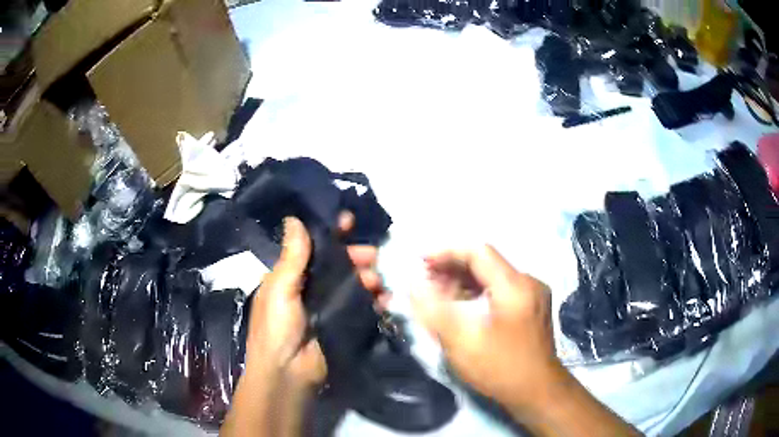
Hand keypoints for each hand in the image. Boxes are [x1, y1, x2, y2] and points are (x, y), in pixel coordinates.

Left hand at [244, 212, 387, 390]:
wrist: (288, 374)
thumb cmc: (277, 328)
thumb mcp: (280, 288)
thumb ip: (292, 256)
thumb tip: (293, 218)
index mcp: (289, 277)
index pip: (312, 248)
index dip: (329, 234)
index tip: (349, 221)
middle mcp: (309, 289)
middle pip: (337, 265)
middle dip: (356, 257)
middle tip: (374, 256)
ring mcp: (327, 308)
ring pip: (352, 284)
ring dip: (368, 279)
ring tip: (379, 283)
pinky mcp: (342, 325)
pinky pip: (361, 306)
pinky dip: (374, 301)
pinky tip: (385, 300)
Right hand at [412, 245, 562, 416]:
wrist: (538, 392)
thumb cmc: (501, 368)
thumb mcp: (462, 342)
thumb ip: (435, 311)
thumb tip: (414, 286)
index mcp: (515, 286)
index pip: (478, 252)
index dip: (447, 252)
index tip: (421, 262)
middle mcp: (528, 282)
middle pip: (487, 262)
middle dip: (453, 267)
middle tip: (426, 279)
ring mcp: (534, 294)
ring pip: (494, 276)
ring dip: (465, 280)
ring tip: (438, 291)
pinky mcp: (533, 307)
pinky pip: (501, 289)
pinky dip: (479, 292)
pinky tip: (462, 304)